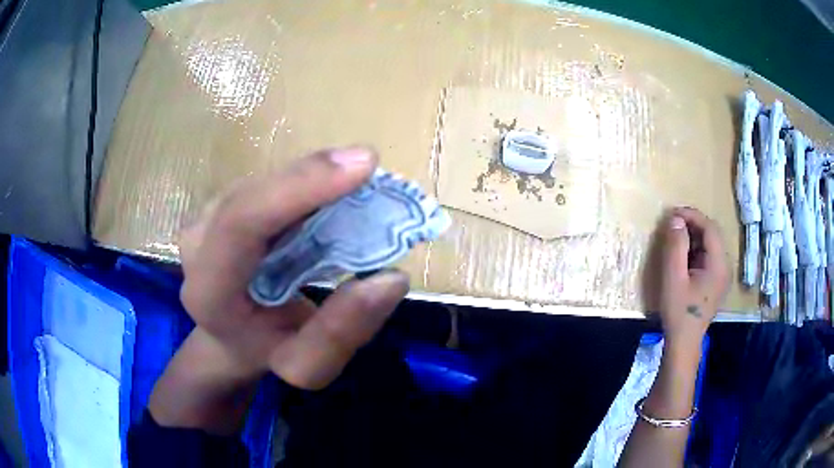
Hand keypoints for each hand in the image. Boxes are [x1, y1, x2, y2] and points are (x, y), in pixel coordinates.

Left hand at [177, 147, 409, 389]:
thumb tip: (391, 278)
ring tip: (354, 186)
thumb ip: (342, 332)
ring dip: (311, 179)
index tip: (362, 167)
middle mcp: (197, 242)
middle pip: (254, 191)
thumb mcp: (307, 367)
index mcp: (209, 289)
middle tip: (369, 169)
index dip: (300, 186)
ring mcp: (205, 217)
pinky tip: (329, 192)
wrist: (232, 338)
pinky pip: (267, 183)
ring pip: (263, 181)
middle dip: (314, 177)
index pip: (241, 223)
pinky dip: (304, 183)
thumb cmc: (267, 352)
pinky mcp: (221, 203)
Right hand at [659, 207, 729, 347]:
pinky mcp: (717, 280)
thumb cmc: (679, 312)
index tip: (672, 213)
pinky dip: (696, 249)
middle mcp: (725, 266)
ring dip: (694, 236)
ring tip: (675, 239)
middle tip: (672, 225)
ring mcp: (723, 274)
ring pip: (710, 243)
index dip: (692, 216)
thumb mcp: (673, 278)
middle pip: (712, 233)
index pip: (710, 228)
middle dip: (693, 224)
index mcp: (719, 265)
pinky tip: (683, 256)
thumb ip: (675, 247)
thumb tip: (675, 219)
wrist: (684, 342)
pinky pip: (709, 255)